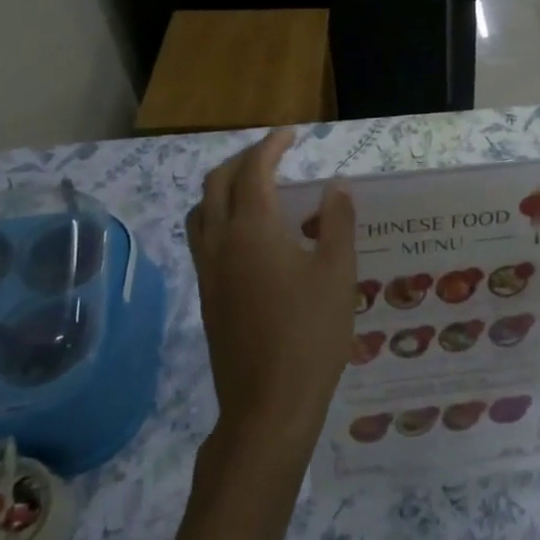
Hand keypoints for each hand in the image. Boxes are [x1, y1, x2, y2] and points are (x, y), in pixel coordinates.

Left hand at [186, 130, 357, 454]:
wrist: (268, 404)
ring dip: (223, 187)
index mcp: (252, 229)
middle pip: (217, 183)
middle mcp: (221, 242)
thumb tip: (335, 187)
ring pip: (201, 211)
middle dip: (244, 160)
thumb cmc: (310, 334)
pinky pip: (203, 237)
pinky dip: (218, 216)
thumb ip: (337, 222)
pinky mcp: (207, 295)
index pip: (254, 170)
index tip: (291, 135)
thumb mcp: (338, 273)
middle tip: (274, 154)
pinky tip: (250, 236)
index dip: (271, 146)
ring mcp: (208, 270)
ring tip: (255, 187)